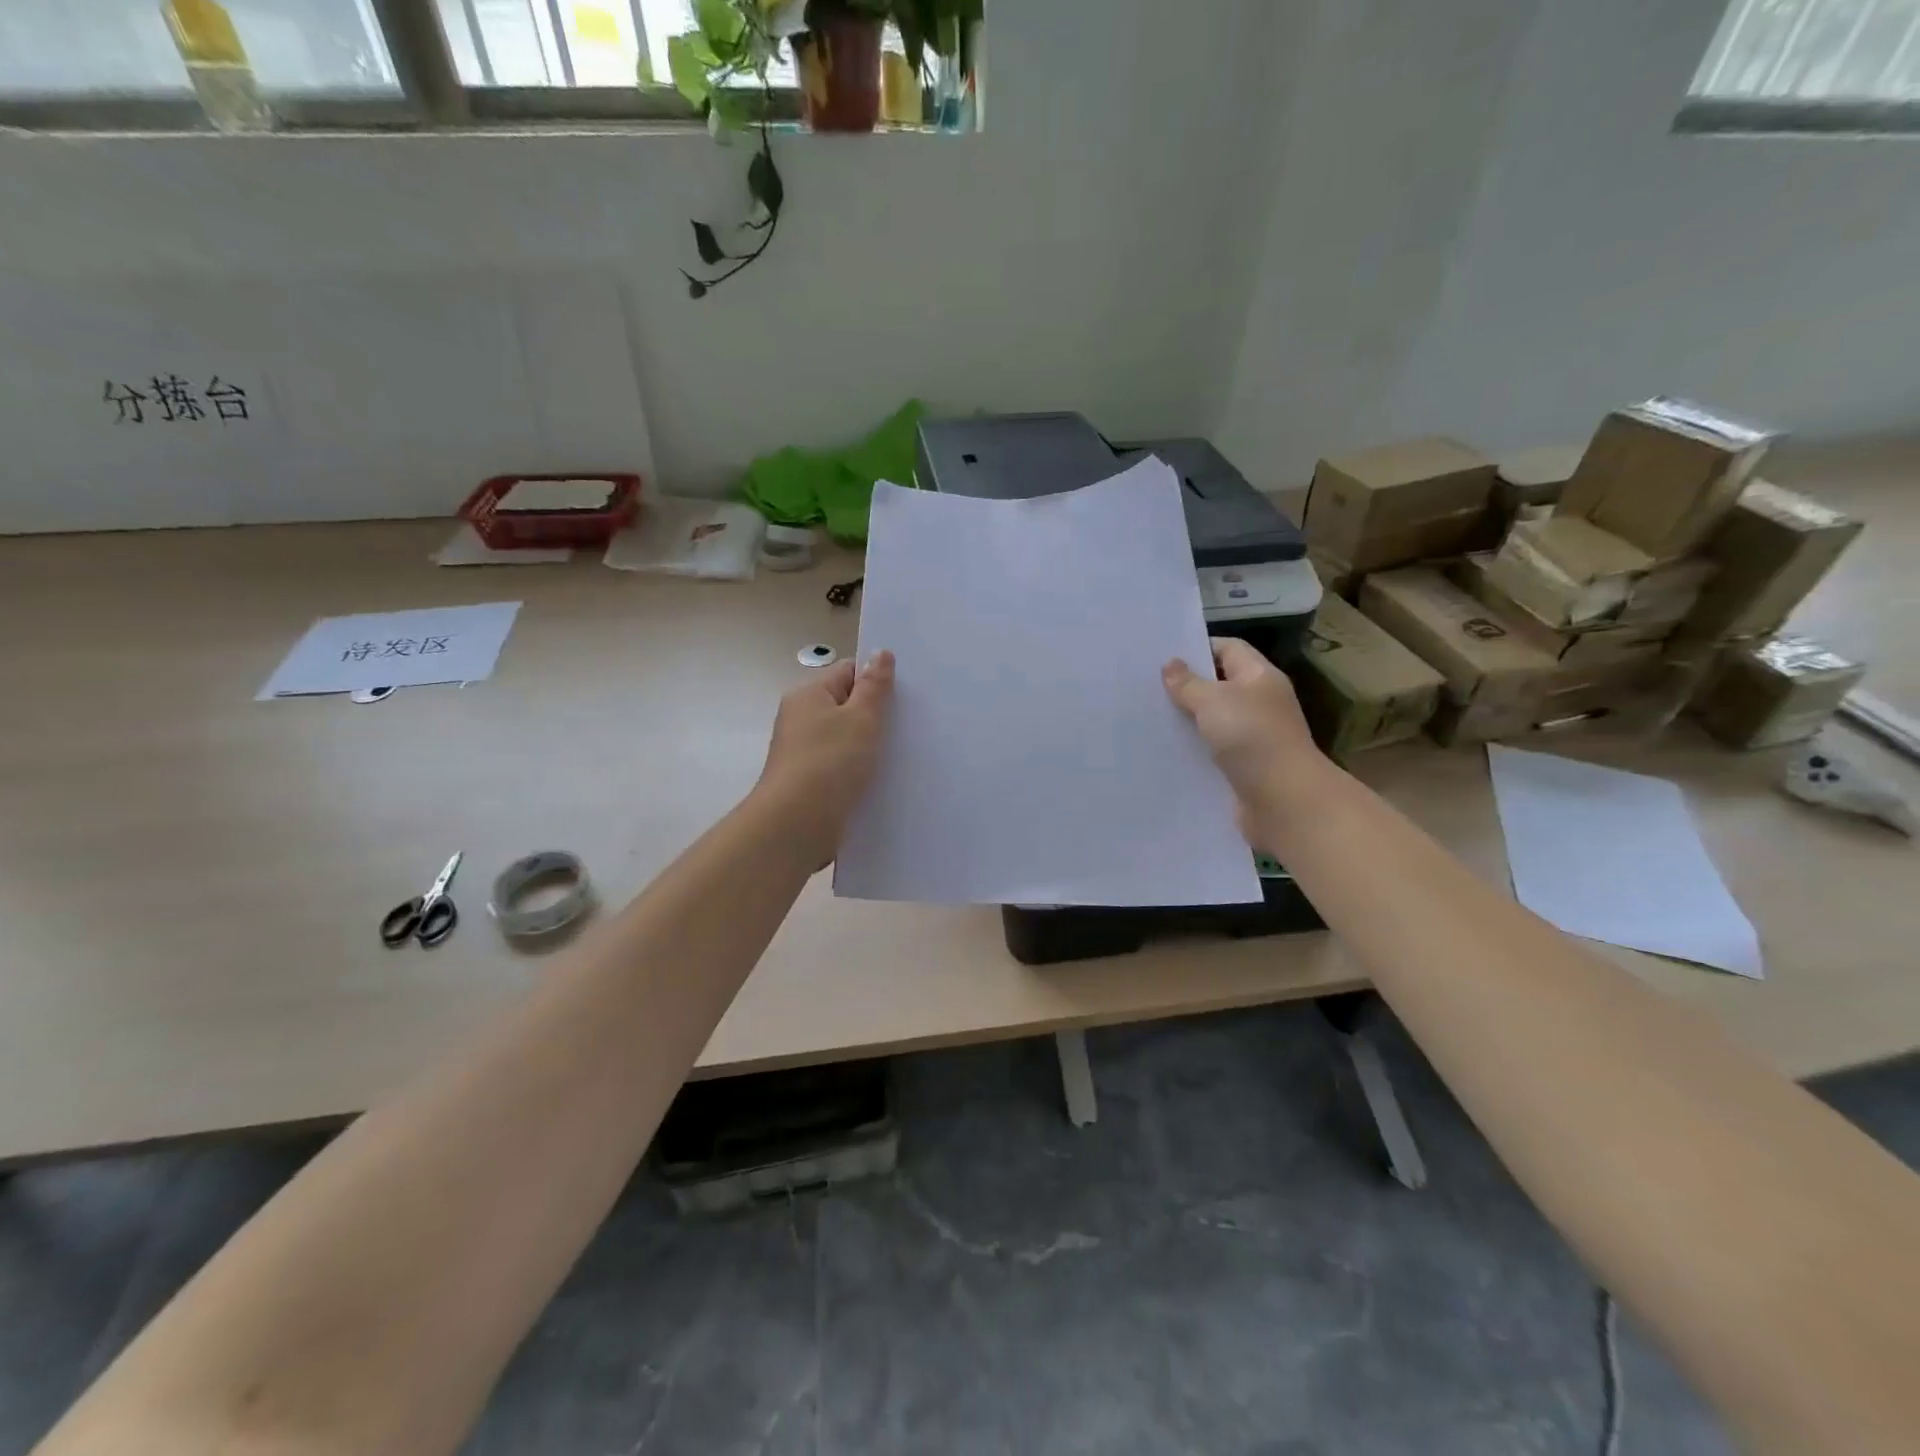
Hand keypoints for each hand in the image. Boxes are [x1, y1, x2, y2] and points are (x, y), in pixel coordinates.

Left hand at [756, 651, 894, 864]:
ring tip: (905, 753)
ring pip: (846, 741)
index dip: (876, 679)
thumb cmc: (830, 761)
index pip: (847, 672)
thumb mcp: (861, 717)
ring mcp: (804, 754)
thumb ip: (874, 686)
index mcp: (808, 695)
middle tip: (913, 722)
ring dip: (870, 747)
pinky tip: (884, 780)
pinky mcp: (810, 784)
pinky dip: (860, 772)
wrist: (797, 824)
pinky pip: (842, 769)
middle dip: (877, 715)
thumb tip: (880, 653)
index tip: (907, 693)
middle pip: (846, 707)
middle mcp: (801, 720)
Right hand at [1163, 638, 1333, 847]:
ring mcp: (1254, 737)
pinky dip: (1194, 750)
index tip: (1162, 658)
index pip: (1228, 648)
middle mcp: (1260, 703)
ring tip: (1150, 719)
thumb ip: (1188, 683)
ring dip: (1188, 721)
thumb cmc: (1251, 738)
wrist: (1283, 800)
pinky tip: (1167, 751)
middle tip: (1148, 688)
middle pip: (1219, 685)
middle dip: (1187, 686)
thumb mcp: (1212, 701)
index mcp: (1260, 677)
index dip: (1198, 648)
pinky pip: (1213, 751)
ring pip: (1214, 720)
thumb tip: (1171, 664)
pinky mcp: (1244, 767)